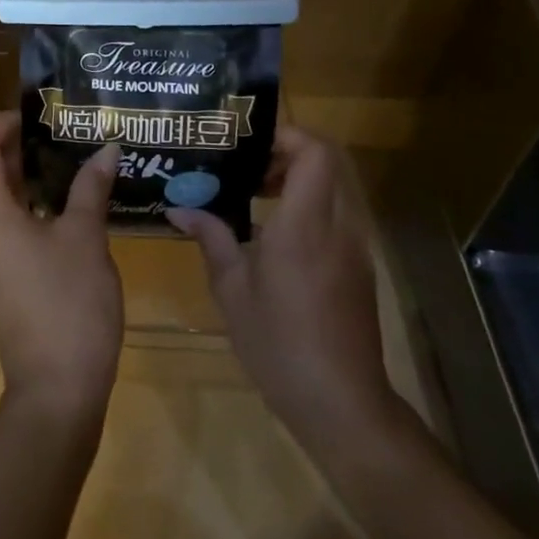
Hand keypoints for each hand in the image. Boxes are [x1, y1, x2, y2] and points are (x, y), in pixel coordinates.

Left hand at [0, 112, 123, 428]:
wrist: (55, 386)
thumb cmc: (69, 303)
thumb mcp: (86, 238)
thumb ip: (91, 188)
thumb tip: (106, 147)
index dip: (0, 123)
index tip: (33, 119)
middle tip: (34, 143)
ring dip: (0, 179)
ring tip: (44, 169)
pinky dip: (6, 206)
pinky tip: (46, 209)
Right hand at [166, 125, 409, 463]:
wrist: (341, 403)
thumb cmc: (278, 342)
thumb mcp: (231, 289)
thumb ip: (210, 238)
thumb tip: (179, 208)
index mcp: (305, 225)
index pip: (316, 153)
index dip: (287, 135)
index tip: (249, 143)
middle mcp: (338, 227)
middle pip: (329, 163)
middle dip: (289, 153)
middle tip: (247, 165)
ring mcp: (354, 249)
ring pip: (334, 189)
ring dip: (299, 180)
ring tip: (254, 194)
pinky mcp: (358, 269)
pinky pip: (336, 217)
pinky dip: (308, 207)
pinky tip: (272, 234)